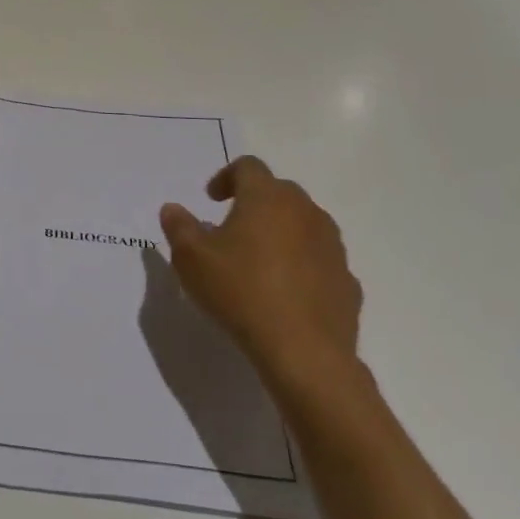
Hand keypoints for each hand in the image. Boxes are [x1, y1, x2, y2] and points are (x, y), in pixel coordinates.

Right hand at [159, 156, 361, 393]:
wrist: (305, 352)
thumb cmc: (240, 292)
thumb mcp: (191, 259)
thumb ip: (178, 227)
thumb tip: (172, 208)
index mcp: (266, 197)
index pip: (248, 166)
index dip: (226, 176)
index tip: (211, 199)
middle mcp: (304, 211)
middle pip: (279, 191)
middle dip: (255, 202)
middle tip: (232, 228)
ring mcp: (332, 245)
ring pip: (304, 224)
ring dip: (282, 232)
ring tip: (259, 260)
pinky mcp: (347, 279)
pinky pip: (320, 260)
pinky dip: (303, 265)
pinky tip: (286, 292)